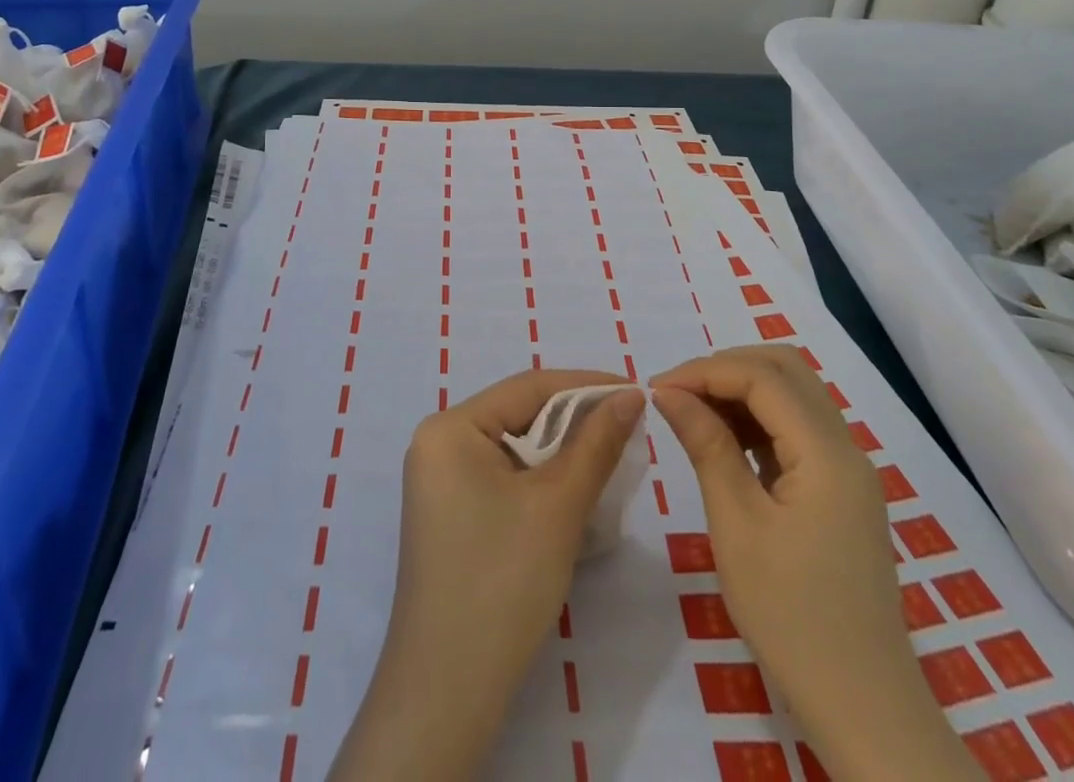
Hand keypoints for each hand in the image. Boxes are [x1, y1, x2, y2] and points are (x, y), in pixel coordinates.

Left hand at [328, 368, 644, 781]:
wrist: (448, 690)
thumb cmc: (502, 581)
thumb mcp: (558, 505)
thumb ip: (596, 443)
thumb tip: (630, 395)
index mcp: (450, 427)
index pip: (527, 387)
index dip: (585, 385)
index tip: (636, 388)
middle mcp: (438, 444)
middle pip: (518, 415)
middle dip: (574, 420)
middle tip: (629, 424)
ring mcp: (440, 482)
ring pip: (514, 449)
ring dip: (561, 453)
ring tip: (611, 454)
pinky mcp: (450, 516)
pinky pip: (502, 478)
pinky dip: (540, 480)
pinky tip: (574, 491)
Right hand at [652, 346, 981, 781]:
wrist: (864, 708)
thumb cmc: (792, 618)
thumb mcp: (737, 527)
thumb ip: (706, 446)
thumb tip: (668, 392)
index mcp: (827, 454)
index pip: (762, 377)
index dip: (705, 371)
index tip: (657, 389)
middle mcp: (846, 448)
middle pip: (785, 369)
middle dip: (725, 368)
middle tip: (677, 394)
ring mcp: (848, 470)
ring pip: (793, 393)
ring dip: (741, 389)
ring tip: (692, 414)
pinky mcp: (841, 490)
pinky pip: (797, 428)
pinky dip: (757, 418)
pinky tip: (724, 441)